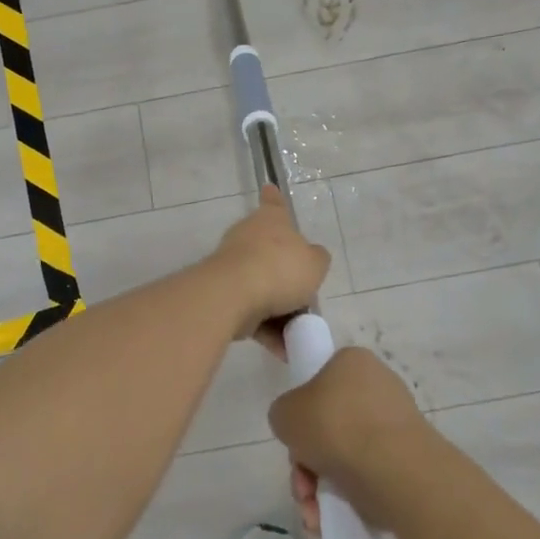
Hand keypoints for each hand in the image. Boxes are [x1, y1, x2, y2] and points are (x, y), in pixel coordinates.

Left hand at [210, 188, 330, 352]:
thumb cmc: (280, 269)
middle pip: (272, 254)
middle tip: (307, 299)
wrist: (234, 295)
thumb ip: (316, 260)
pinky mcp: (223, 295)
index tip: (269, 188)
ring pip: (263, 287)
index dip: (275, 199)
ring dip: (280, 311)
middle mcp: (249, 238)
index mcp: (271, 220)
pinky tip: (284, 350)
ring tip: (299, 334)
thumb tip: (311, 259)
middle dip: (288, 277)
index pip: (274, 203)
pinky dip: (267, 329)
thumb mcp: (315, 264)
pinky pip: (252, 312)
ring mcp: (233, 266)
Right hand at [269, 346, 429, 532]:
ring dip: (320, 485)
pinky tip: (329, 518)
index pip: (320, 381)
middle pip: (329, 425)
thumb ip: (284, 414)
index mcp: (352, 362)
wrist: (394, 470)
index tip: (295, 437)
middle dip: (307, 460)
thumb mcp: (285, 412)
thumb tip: (299, 428)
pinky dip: (346, 496)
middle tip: (301, 482)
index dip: (302, 412)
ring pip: (345, 455)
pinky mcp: (409, 459)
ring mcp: (397, 424)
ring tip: (312, 510)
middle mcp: (379, 386)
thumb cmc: (334, 426)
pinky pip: (368, 474)